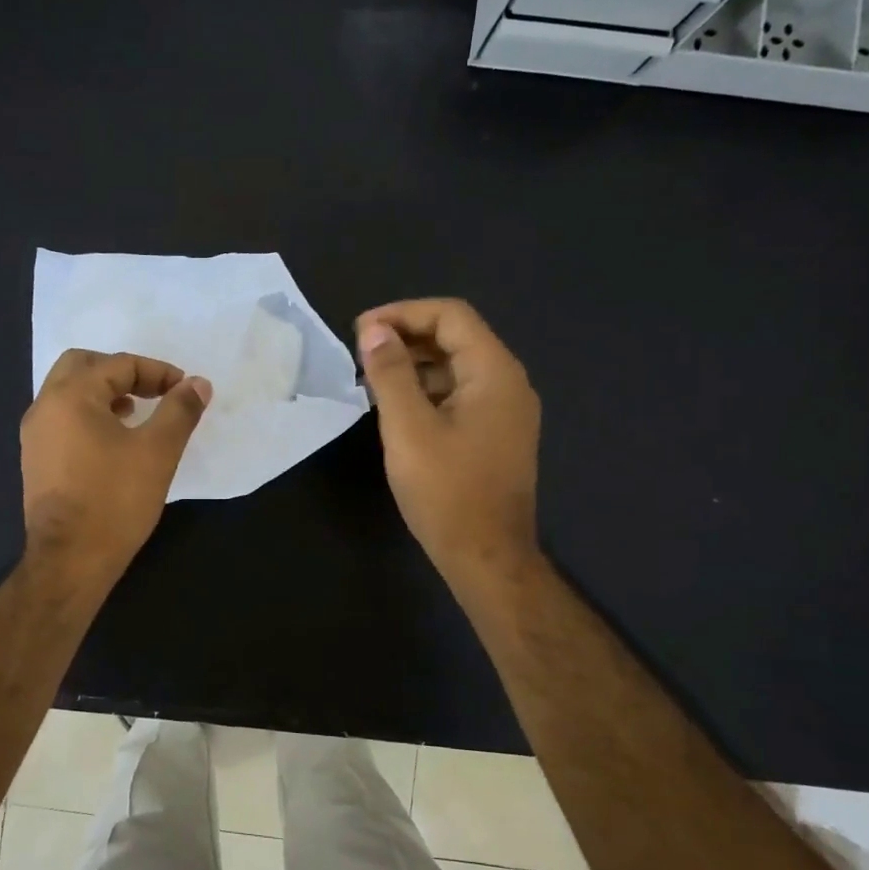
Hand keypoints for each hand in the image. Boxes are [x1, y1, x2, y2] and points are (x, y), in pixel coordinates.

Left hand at [21, 350, 212, 586]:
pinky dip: (90, 416)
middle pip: (82, 366)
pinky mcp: (36, 461)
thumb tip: (198, 384)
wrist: (70, 560)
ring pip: (69, 394)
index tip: (185, 391)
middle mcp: (44, 408)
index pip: (118, 364)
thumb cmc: (115, 500)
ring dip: (104, 393)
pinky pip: (63, 420)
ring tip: (137, 414)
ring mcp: (34, 436)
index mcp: (70, 396)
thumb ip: (180, 410)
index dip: (158, 372)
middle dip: (121, 372)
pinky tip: (114, 443)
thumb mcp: (158, 451)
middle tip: (153, 391)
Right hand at [355, 299, 542, 590]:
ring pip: (457, 367)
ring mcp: (505, 411)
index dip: (403, 313)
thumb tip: (374, 331)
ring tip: (372, 377)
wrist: (486, 556)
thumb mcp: (408, 428)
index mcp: (494, 373)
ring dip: (415, 364)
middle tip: (362, 352)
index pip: (451, 316)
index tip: (360, 330)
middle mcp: (508, 383)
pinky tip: (396, 407)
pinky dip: (427, 390)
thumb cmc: (446, 491)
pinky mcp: (495, 435)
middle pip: (457, 337)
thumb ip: (391, 373)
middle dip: (407, 336)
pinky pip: (460, 394)